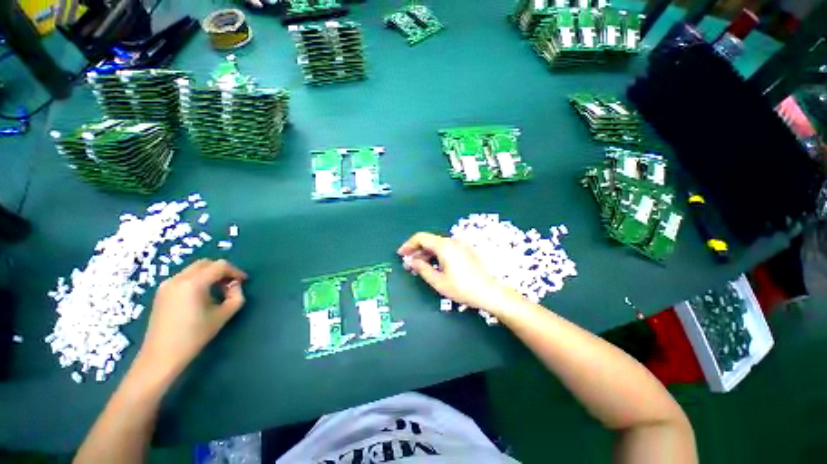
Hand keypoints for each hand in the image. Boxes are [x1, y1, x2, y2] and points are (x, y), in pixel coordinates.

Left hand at [138, 259, 246, 376]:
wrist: (161, 356)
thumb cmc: (194, 336)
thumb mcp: (223, 315)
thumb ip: (236, 296)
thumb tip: (235, 286)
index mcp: (193, 283)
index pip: (220, 266)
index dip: (235, 271)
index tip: (243, 282)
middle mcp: (178, 278)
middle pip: (206, 263)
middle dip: (222, 270)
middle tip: (231, 284)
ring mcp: (167, 284)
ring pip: (194, 269)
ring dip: (209, 274)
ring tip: (218, 291)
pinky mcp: (161, 292)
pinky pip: (184, 277)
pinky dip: (198, 280)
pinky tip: (202, 296)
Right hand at [398, 232, 516, 312]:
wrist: (490, 292)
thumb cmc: (463, 288)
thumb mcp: (438, 281)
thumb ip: (422, 269)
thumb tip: (411, 261)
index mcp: (444, 246)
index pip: (421, 237)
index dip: (409, 244)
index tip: (401, 254)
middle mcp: (452, 241)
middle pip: (429, 240)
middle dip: (416, 250)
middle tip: (408, 263)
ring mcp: (460, 245)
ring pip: (437, 245)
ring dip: (426, 253)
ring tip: (419, 266)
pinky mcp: (465, 251)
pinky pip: (446, 249)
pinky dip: (436, 255)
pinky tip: (433, 265)